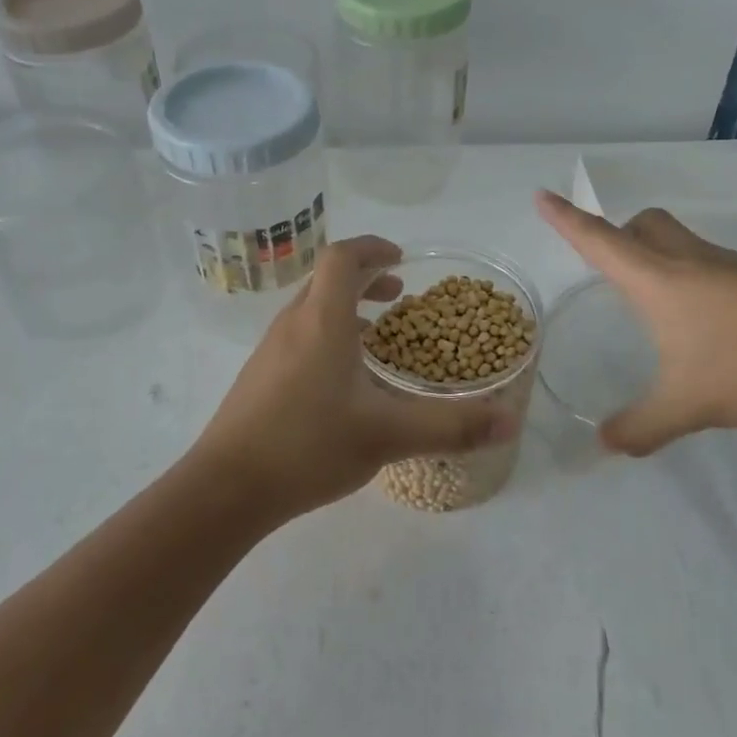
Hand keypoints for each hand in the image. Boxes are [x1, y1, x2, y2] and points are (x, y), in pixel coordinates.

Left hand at [191, 236, 518, 519]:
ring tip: (376, 335)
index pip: (342, 258)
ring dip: (344, 307)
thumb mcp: (388, 435)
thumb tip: (510, 421)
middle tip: (397, 294)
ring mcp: (270, 349)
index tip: (401, 260)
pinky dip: (327, 334)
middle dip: (364, 278)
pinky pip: (299, 335)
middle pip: (326, 279)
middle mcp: (293, 323)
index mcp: (323, 320)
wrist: (227, 488)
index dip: (372, 248)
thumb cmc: (309, 446)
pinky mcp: (259, 376)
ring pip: (311, 308)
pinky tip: (342, 379)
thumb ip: (451, 427)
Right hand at [536, 190, 736, 453]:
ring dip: (660, 256)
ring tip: (659, 304)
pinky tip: (714, 326)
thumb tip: (606, 444)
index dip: (566, 219)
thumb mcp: (687, 404)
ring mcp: (733, 266)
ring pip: (683, 242)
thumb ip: (642, 426)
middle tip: (612, 262)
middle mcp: (690, 261)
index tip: (542, 195)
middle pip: (646, 225)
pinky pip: (716, 267)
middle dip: (620, 233)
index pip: (599, 241)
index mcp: (658, 280)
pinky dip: (699, 282)